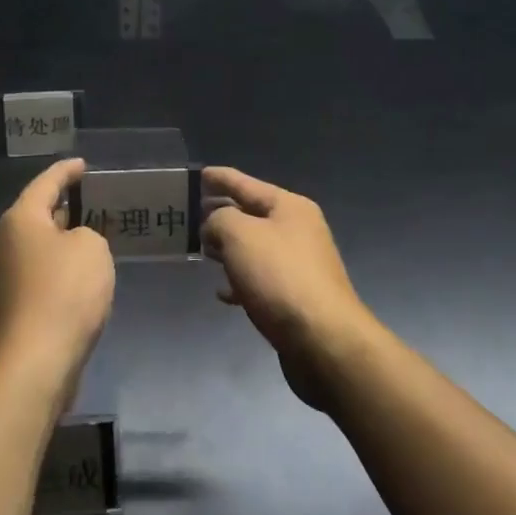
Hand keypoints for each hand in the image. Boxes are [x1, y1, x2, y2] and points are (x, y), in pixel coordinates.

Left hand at [0, 158, 115, 406]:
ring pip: (34, 246)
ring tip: (86, 237)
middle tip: (86, 201)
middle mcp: (3, 241)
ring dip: (58, 241)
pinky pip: (35, 274)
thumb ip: (86, 234)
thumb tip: (70, 244)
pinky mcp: (7, 307)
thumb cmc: (64, 294)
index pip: (46, 182)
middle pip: (34, 214)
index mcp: (20, 218)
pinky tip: (75, 278)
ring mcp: (0, 276)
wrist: (33, 364)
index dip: (66, 171)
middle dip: (60, 206)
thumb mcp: (92, 249)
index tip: (83, 165)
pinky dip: (55, 269)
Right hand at [202, 167, 376, 409]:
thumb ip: (220, 219)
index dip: (221, 178)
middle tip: (191, 213)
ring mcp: (298, 266)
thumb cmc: (280, 276)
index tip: (199, 174)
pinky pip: (260, 280)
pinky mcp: (295, 298)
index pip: (246, 184)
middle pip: (252, 215)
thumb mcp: (239, 234)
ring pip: (254, 248)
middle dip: (222, 213)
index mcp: (289, 207)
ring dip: (228, 247)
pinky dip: (240, 280)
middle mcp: (298, 231)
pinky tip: (222, 292)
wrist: (324, 341)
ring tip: (202, 249)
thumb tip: (216, 228)